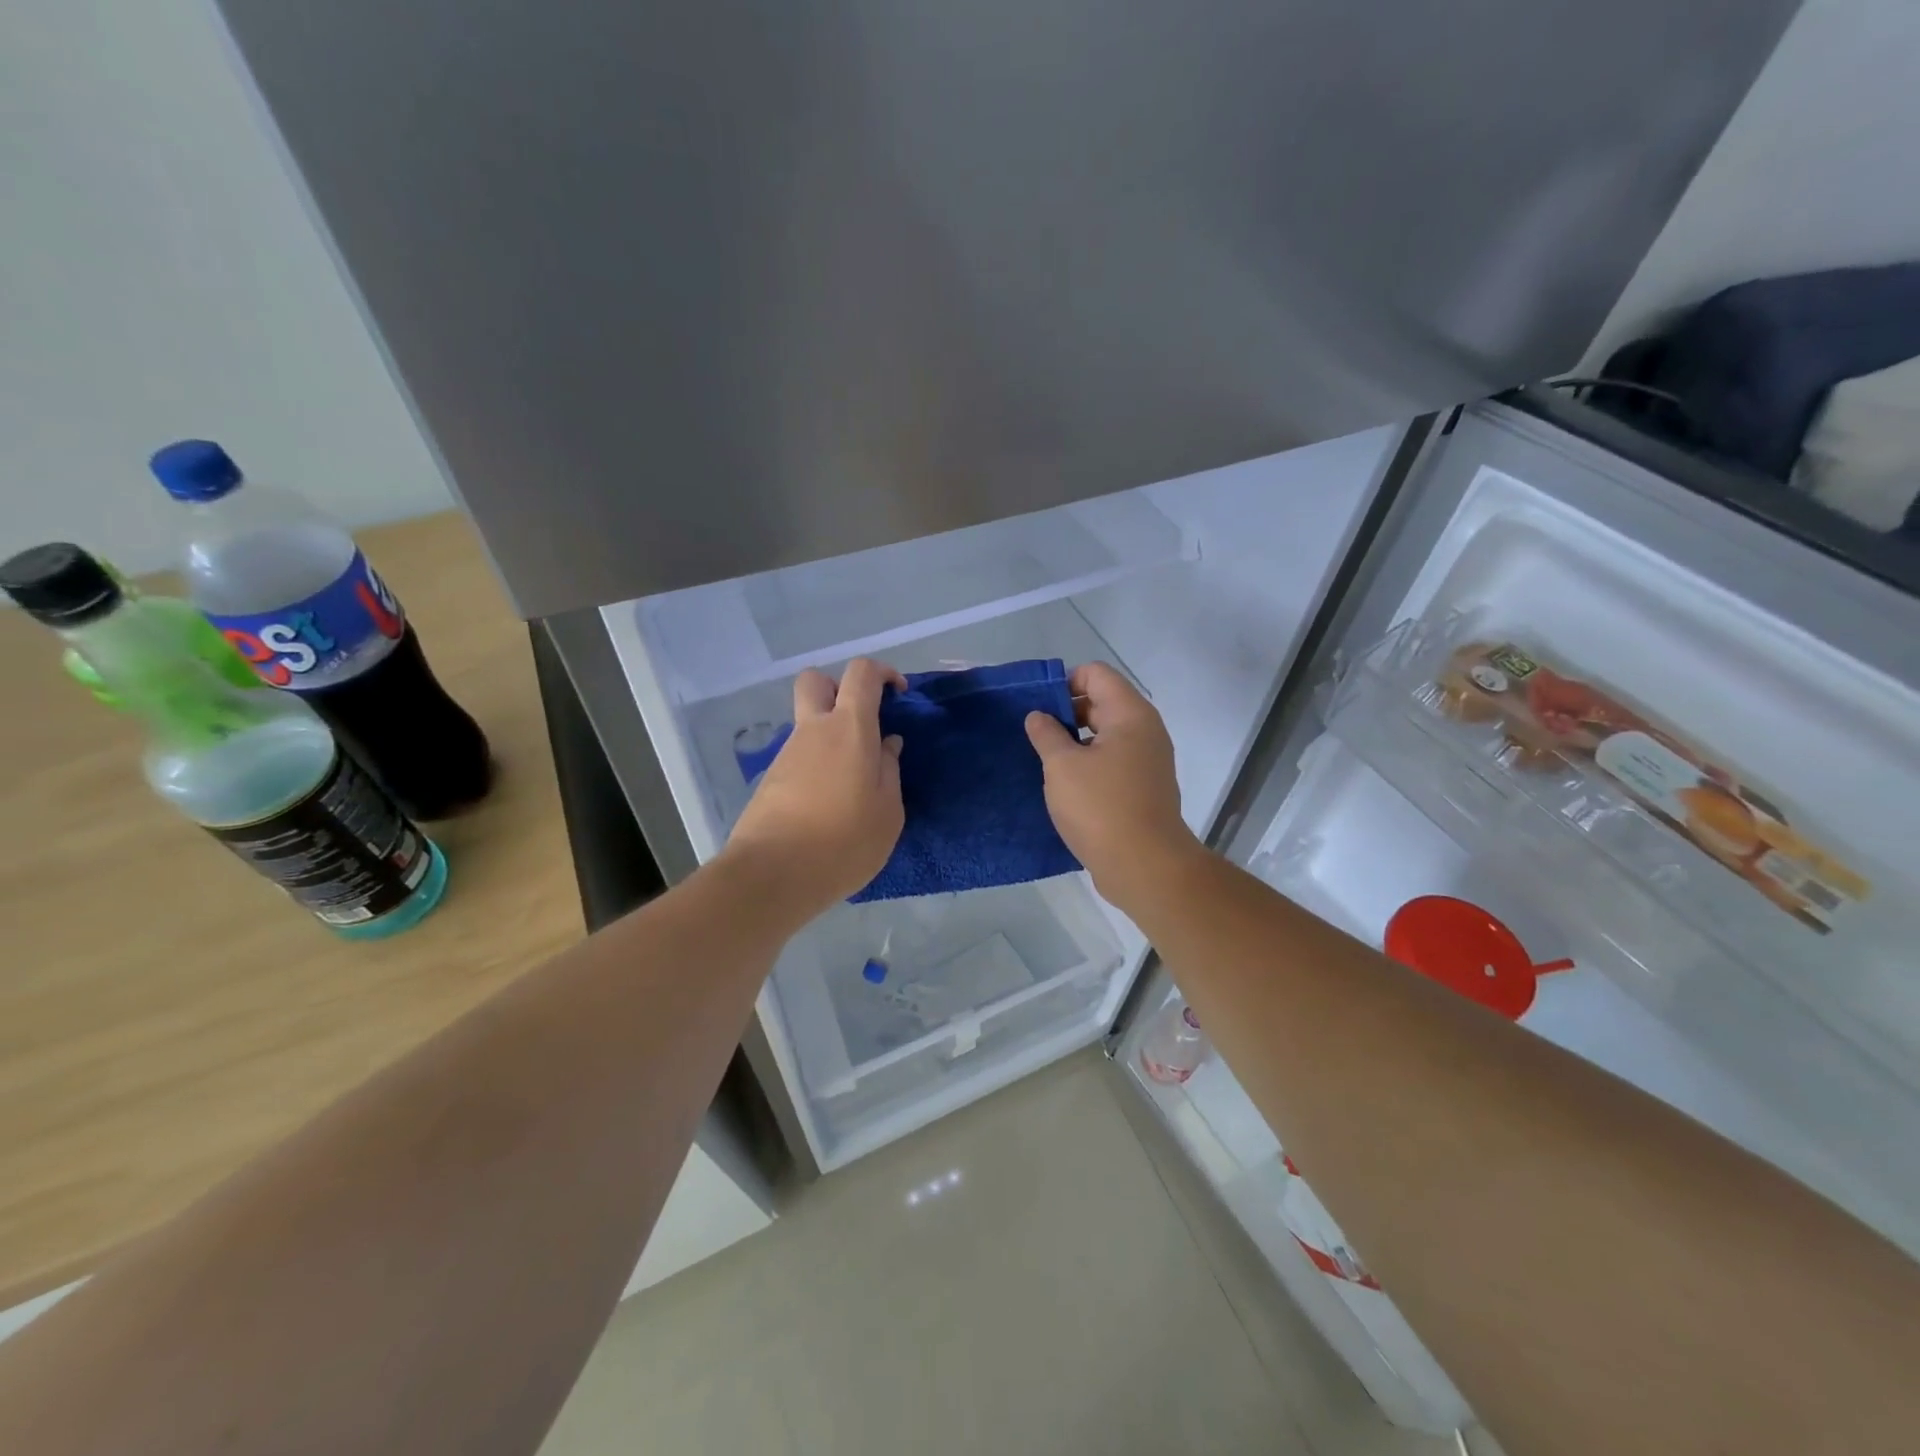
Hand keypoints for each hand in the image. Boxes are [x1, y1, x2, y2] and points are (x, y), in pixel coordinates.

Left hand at [724, 658, 905, 915]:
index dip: (882, 673)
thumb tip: (886, 744)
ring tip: (854, 782)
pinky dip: (817, 766)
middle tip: (862, 722)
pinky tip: (830, 804)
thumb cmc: (843, 842)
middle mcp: (813, 731)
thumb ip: (889, 770)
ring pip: (807, 723)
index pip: (860, 673)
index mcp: (849, 728)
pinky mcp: (771, 781)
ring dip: (830, 736)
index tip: (898, 696)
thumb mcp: (887, 812)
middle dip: (839, 688)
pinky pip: (799, 757)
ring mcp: (787, 754)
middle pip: (816, 681)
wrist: (772, 875)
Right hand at [1024, 663, 1202, 908]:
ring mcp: (1147, 761)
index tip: (1038, 709)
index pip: (1096, 674)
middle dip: (1066, 713)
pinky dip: (1088, 765)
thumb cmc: (1101, 807)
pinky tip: (1064, 786)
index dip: (1064, 682)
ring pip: (1105, 736)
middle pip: (1101, 703)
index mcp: (1130, 714)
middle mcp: (1145, 731)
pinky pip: (1111, 762)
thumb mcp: (1062, 766)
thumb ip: (1046, 734)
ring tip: (1044, 761)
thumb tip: (1039, 716)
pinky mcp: (1143, 789)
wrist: (1144, 867)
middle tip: (1034, 736)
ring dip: (1074, 743)